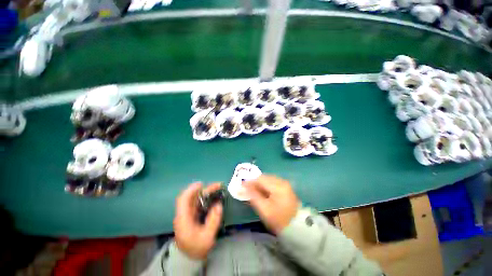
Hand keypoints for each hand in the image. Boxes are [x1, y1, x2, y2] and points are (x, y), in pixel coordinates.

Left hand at [173, 182, 222, 259]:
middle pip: (192, 197)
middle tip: (218, 185)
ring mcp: (188, 214)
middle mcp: (184, 214)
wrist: (190, 257)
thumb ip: (213, 221)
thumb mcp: (207, 237)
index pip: (183, 200)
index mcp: (184, 219)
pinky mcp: (192, 215)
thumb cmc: (196, 248)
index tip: (201, 184)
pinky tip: (213, 196)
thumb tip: (218, 204)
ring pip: (196, 199)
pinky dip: (206, 197)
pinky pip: (198, 203)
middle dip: (204, 189)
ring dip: (206, 192)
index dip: (191, 190)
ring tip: (217, 188)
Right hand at [244, 175, 299, 234]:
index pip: (260, 179)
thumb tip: (243, 187)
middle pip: (264, 177)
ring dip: (259, 183)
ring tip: (253, 191)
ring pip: (268, 179)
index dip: (250, 181)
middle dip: (254, 182)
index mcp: (278, 186)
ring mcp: (284, 183)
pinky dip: (265, 185)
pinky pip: (272, 182)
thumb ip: (253, 196)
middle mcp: (282, 181)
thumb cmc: (279, 220)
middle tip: (246, 189)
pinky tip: (262, 192)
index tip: (241, 186)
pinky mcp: (285, 186)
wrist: (297, 227)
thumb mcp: (264, 210)